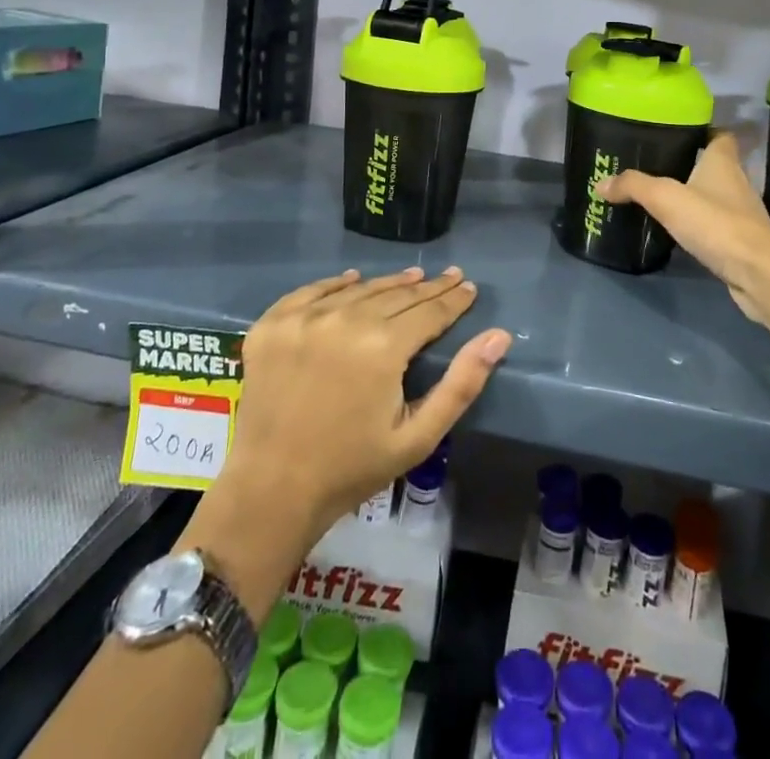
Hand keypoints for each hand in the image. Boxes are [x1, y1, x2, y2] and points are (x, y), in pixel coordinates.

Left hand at [222, 267, 510, 543]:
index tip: (469, 287)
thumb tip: (499, 336)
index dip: (453, 300)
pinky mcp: (272, 324)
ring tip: (412, 277)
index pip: (429, 312)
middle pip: (397, 295)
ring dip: (389, 283)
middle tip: (449, 277)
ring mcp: (303, 318)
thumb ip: (461, 384)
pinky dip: (337, 284)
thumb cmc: (351, 468)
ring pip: (360, 290)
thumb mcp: (418, 436)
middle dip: (428, 288)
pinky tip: (353, 280)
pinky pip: (312, 292)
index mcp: (382, 347)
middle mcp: (344, 320)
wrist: (270, 491)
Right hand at [595, 132, 769, 325]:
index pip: (720, 135)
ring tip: (661, 198)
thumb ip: (633, 186)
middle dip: (690, 164)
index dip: (704, 131)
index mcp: (723, 162)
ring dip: (694, 196)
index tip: (679, 133)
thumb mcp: (666, 198)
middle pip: (714, 165)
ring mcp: (742, 214)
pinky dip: (700, 225)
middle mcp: (737, 182)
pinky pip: (716, 225)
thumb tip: (601, 183)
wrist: (759, 273)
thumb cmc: (716, 223)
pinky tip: (678, 231)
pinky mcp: (741, 242)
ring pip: (715, 196)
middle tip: (656, 166)